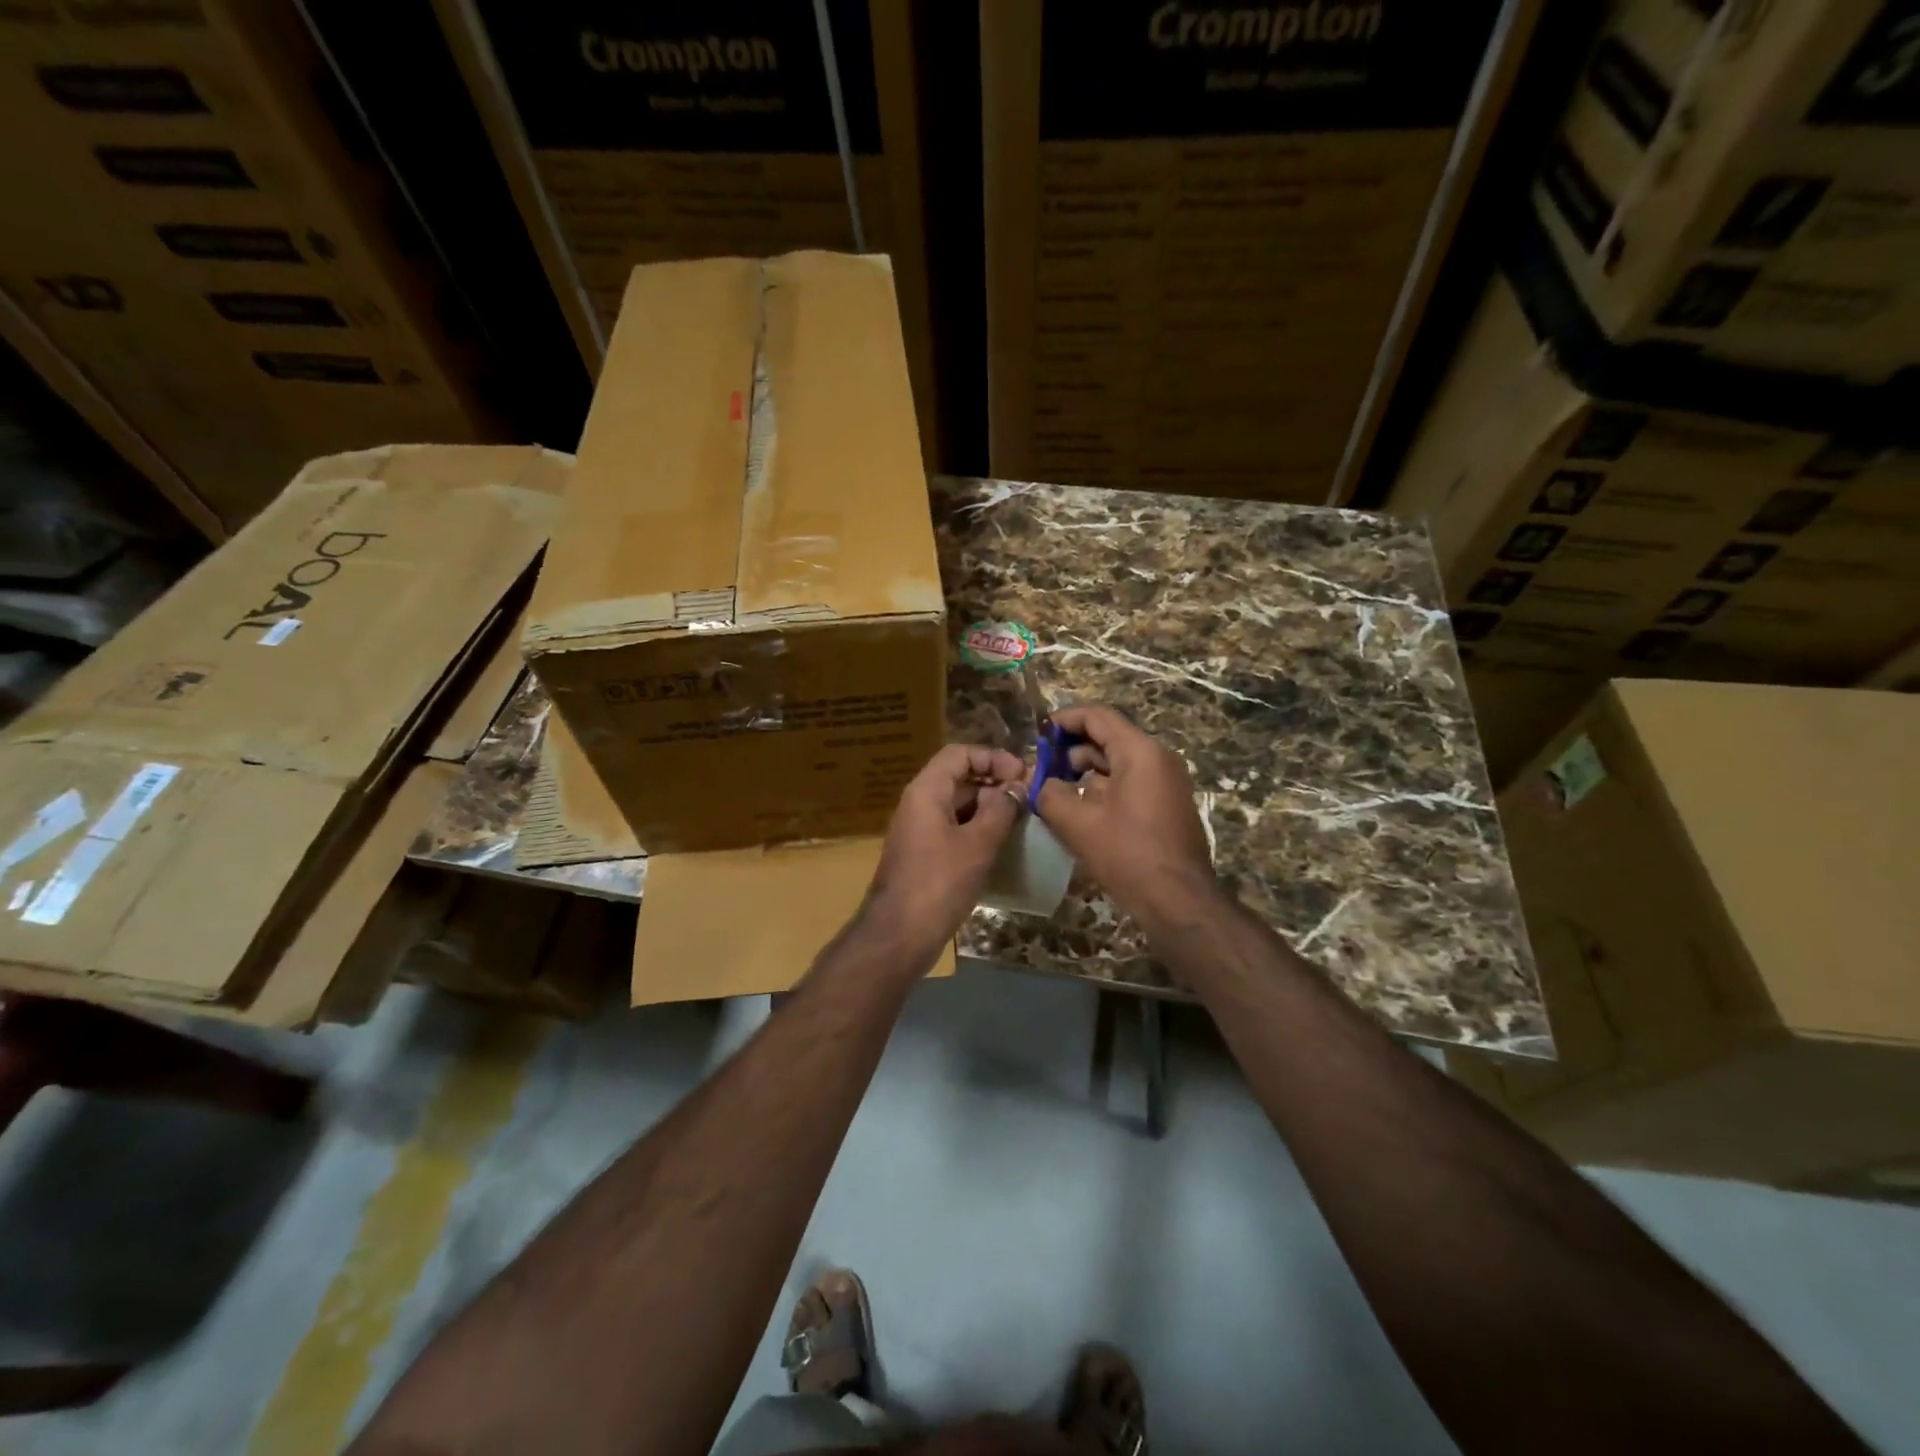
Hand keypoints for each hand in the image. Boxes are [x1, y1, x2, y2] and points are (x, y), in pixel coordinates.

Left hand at [864, 743, 1025, 959]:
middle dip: (995, 783)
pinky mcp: (924, 855)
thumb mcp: (977, 843)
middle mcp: (919, 804)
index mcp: (926, 791)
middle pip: (959, 777)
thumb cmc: (939, 882)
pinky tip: (1002, 846)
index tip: (1022, 775)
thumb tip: (1016, 786)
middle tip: (1029, 799)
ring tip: (1022, 821)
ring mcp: (919, 830)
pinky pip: (954, 829)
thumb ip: (1000, 809)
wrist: (899, 935)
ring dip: (989, 808)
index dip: (993, 757)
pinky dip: (978, 830)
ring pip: (958, 805)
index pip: (960, 754)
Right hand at [1033, 704, 1220, 925]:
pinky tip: (1081, 810)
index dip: (1064, 720)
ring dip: (1086, 771)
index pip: (1097, 716)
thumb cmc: (1127, 854)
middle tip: (1042, 768)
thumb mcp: (1077, 823)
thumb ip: (1050, 793)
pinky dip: (1104, 787)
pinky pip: (1131, 782)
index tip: (1038, 735)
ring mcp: (1167, 781)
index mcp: (1140, 751)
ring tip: (1055, 791)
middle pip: (1108, 738)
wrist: (1179, 900)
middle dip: (1071, 750)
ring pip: (1119, 762)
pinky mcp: (1168, 804)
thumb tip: (1039, 782)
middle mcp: (1158, 758)